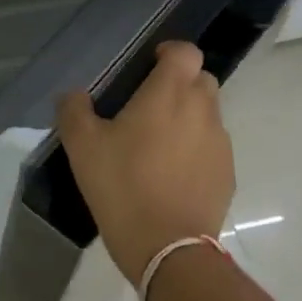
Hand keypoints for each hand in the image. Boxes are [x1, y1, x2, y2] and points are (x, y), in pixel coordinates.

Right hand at [57, 41, 234, 281]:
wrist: (168, 248)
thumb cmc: (122, 186)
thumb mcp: (82, 147)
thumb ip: (74, 110)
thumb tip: (74, 95)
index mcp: (169, 94)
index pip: (186, 52)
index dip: (170, 52)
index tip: (149, 65)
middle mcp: (202, 110)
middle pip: (201, 79)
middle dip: (179, 84)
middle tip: (148, 106)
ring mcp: (219, 144)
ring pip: (209, 114)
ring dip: (188, 117)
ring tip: (158, 144)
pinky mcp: (227, 174)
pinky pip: (212, 147)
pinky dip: (195, 149)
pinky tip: (171, 174)